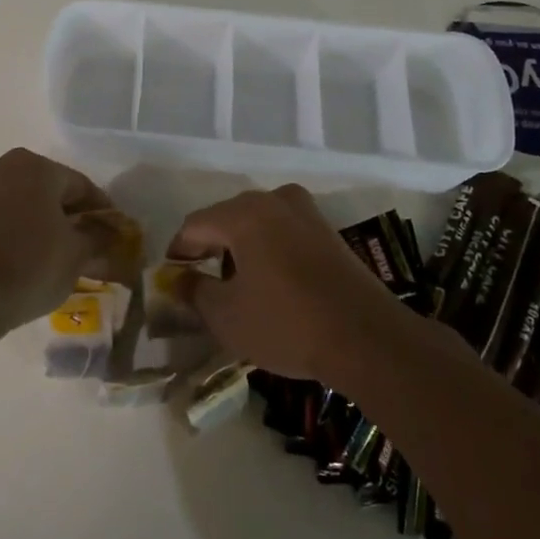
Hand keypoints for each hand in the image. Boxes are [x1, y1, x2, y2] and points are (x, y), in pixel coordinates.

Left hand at [0, 148, 113, 335]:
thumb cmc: (30, 266)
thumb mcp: (76, 255)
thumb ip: (99, 238)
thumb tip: (111, 233)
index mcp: (35, 166)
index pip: (80, 185)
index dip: (100, 210)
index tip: (113, 233)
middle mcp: (2, 166)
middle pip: (47, 188)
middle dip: (67, 213)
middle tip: (84, 242)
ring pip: (20, 201)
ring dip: (39, 220)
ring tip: (54, 251)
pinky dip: (14, 229)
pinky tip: (24, 254)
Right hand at [166, 184, 402, 383]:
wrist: (367, 338)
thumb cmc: (285, 323)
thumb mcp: (226, 316)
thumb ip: (194, 291)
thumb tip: (178, 279)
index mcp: (243, 213)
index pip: (195, 225)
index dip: (178, 252)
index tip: (172, 279)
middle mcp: (274, 200)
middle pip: (226, 218)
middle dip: (210, 248)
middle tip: (201, 282)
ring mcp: (306, 213)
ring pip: (257, 223)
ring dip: (240, 248)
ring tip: (236, 285)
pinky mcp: (328, 232)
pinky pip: (284, 232)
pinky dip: (269, 250)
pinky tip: (270, 283)